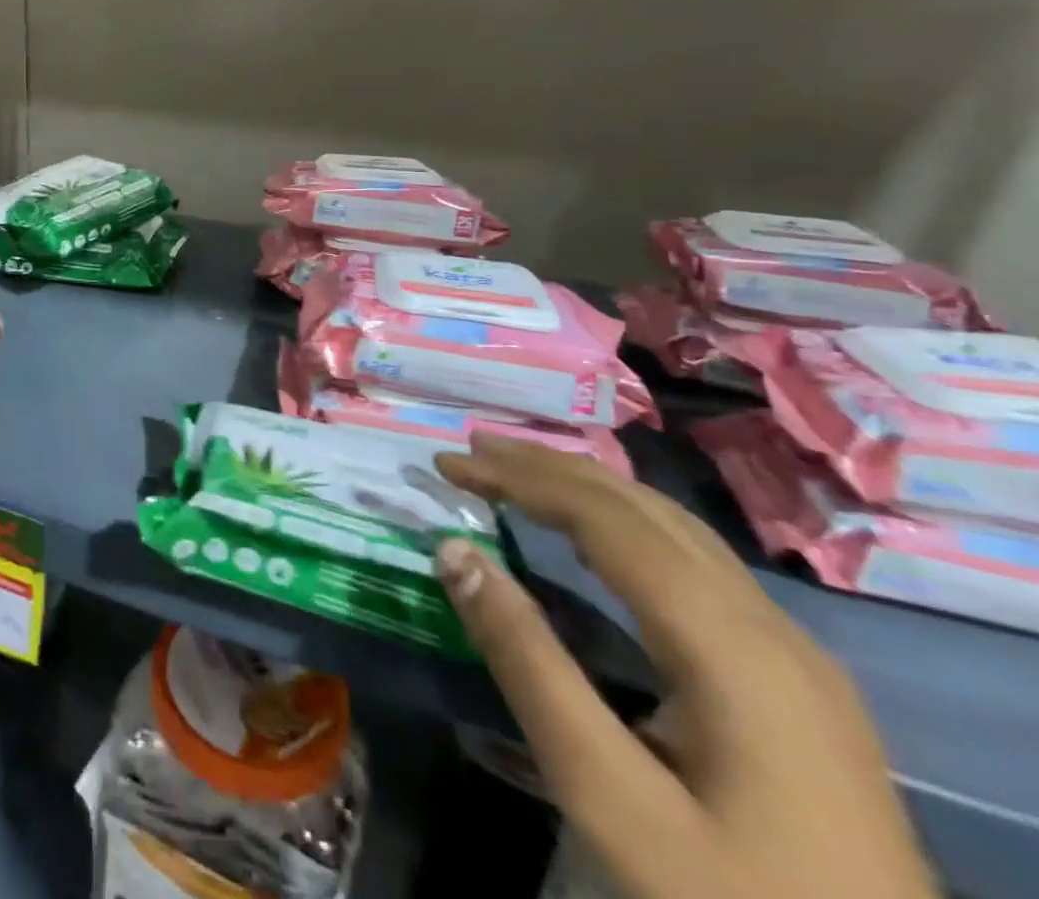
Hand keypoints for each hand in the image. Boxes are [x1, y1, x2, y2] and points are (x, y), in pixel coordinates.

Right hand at [432, 435, 936, 898]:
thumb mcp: (608, 795)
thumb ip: (528, 664)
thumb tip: (454, 551)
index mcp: (728, 643)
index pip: (605, 517)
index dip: (519, 477)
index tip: (448, 463)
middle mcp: (769, 626)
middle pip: (644, 508)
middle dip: (550, 467)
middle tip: (472, 449)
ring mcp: (794, 653)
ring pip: (677, 528)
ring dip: (589, 488)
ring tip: (519, 473)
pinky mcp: (797, 680)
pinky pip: (697, 561)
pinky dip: (626, 522)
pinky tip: (597, 538)